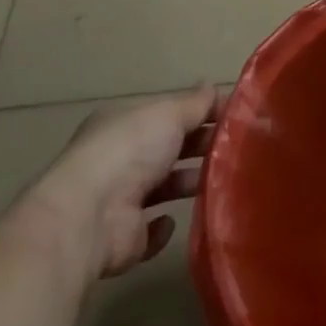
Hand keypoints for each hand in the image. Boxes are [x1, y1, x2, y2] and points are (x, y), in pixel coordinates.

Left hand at [20, 85, 217, 279]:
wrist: (89, 217)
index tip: (233, 117)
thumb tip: (212, 87)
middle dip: (199, 147)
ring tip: (220, 181)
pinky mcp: (124, 239)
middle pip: (168, 148)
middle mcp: (120, 157)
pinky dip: (165, 227)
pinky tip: (175, 219)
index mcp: (126, 122)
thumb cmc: (130, 150)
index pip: (168, 113)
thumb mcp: (168, 113)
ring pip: (163, 187)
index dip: (199, 112)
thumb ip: (194, 103)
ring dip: (188, 183)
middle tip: (236, 149)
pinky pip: (150, 231)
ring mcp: (119, 200)